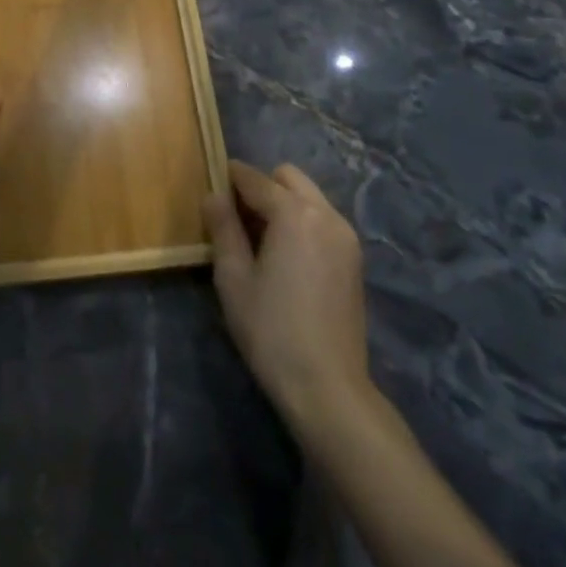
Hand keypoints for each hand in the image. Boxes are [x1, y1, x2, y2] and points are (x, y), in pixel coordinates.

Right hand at [204, 160, 374, 435]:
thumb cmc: (271, 330)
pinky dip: (302, 222)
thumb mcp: (233, 278)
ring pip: (308, 197)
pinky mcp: (354, 259)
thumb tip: (213, 195)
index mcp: (294, 213)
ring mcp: (346, 236)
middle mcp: (326, 214)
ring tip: (261, 240)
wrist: (328, 388)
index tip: (211, 188)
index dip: (229, 178)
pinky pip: (323, 220)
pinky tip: (286, 257)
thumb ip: (223, 228)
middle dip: (261, 187)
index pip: (255, 179)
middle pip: (288, 178)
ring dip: (283, 203)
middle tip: (237, 219)